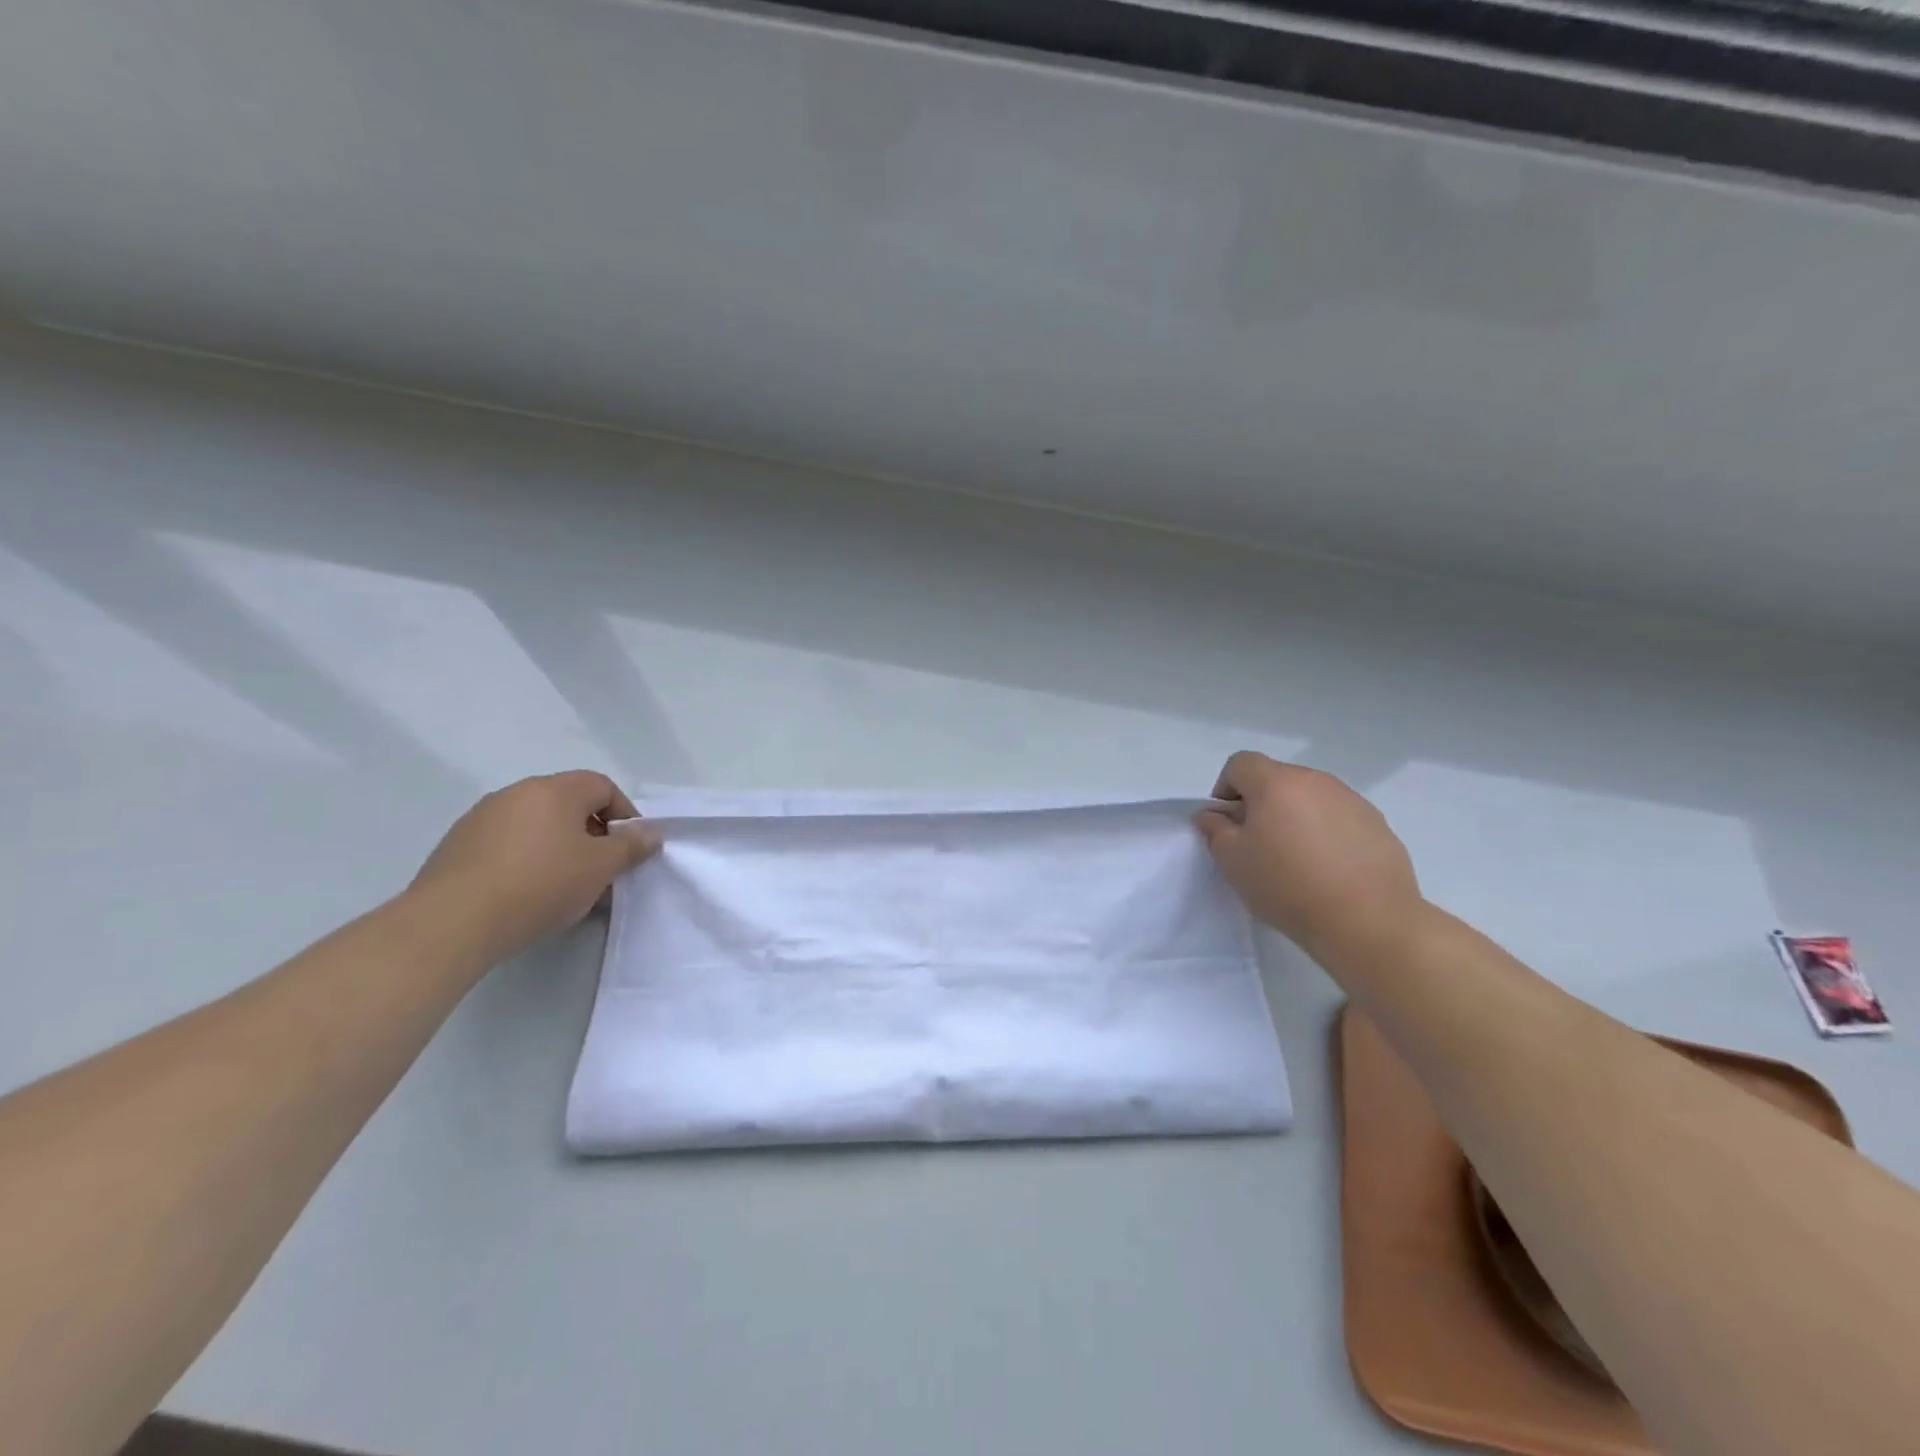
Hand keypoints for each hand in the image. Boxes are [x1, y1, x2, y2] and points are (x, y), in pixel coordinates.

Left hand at [407, 771, 660, 961]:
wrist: (452, 922)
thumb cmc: (540, 884)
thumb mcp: (601, 868)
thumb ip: (631, 847)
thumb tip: (649, 834)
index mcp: (554, 790)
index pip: (602, 786)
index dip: (624, 814)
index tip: (629, 849)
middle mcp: (517, 793)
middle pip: (568, 804)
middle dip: (592, 835)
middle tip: (601, 871)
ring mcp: (481, 818)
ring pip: (537, 826)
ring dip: (559, 849)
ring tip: (566, 888)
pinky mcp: (457, 847)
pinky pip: (508, 845)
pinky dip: (526, 861)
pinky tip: (527, 895)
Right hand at [1196, 752, 1423, 958]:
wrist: (1368, 922)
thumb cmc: (1287, 886)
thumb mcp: (1233, 862)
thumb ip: (1216, 830)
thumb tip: (1213, 815)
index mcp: (1276, 783)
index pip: (1241, 763)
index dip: (1226, 788)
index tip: (1227, 823)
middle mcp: (1316, 781)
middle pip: (1277, 779)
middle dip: (1261, 804)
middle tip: (1258, 845)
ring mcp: (1352, 801)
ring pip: (1310, 798)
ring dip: (1295, 817)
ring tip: (1297, 860)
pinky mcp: (1378, 825)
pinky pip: (1339, 818)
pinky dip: (1326, 833)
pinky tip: (1328, 870)